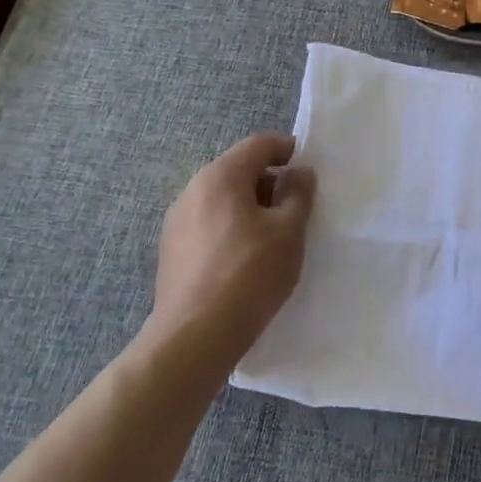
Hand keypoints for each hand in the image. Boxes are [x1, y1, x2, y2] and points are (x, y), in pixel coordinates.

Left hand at [148, 133, 316, 369]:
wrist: (194, 336)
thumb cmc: (250, 274)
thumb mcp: (289, 231)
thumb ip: (298, 194)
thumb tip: (298, 172)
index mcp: (220, 176)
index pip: (258, 145)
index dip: (287, 150)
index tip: (309, 171)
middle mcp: (192, 190)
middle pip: (238, 170)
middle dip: (270, 182)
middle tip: (297, 209)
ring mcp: (176, 222)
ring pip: (223, 200)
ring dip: (251, 207)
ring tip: (274, 237)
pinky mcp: (171, 251)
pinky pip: (209, 225)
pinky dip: (232, 229)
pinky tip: (246, 259)